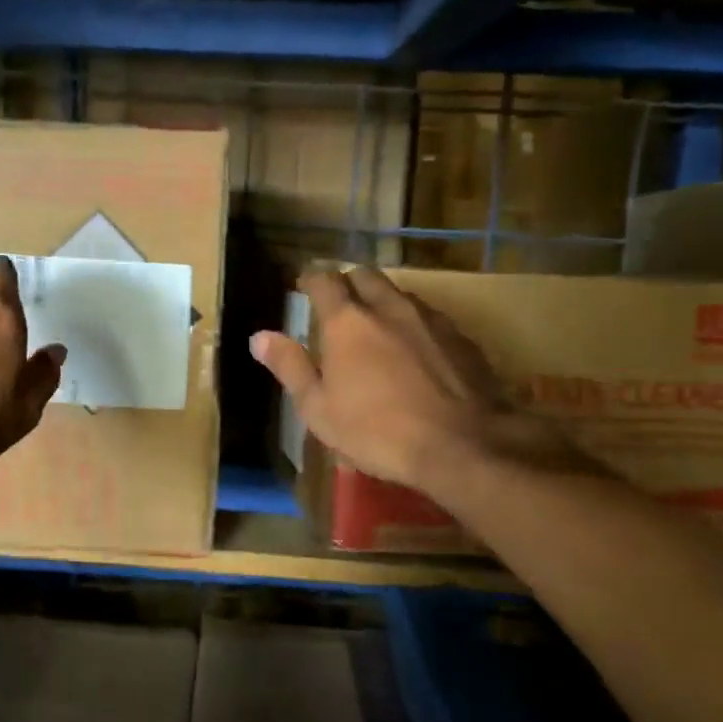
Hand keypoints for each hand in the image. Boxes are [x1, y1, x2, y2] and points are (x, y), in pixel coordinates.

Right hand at [251, 267, 591, 502]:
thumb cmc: (378, 431)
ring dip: (383, 302)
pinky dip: (414, 324)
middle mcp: (389, 307)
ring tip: (378, 328)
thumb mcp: (319, 409)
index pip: (324, 280)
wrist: (463, 445)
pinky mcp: (461, 337)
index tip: (303, 286)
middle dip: (349, 283)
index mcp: (348, 322)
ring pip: (400, 294)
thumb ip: (290, 367)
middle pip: (365, 275)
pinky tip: (417, 352)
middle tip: (339, 305)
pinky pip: (430, 317)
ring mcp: (430, 319)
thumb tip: (259, 337)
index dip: (310, 278)